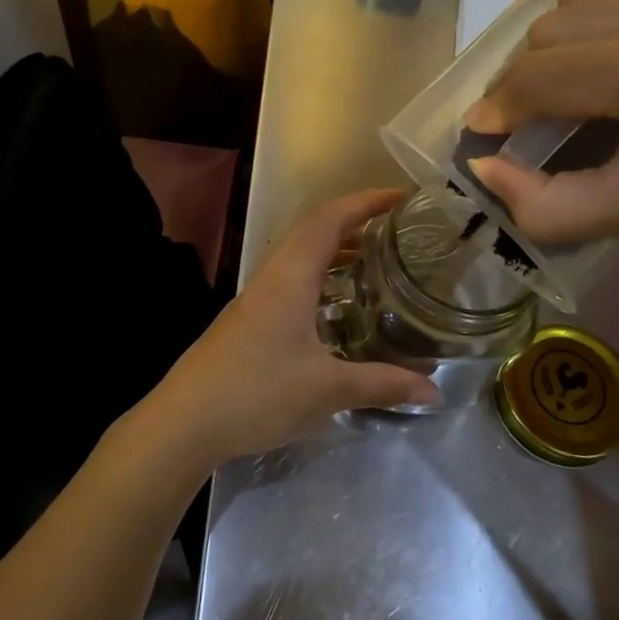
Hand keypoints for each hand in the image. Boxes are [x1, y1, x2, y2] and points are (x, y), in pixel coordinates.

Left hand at [130, 190, 442, 473]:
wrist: (185, 421)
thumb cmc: (256, 393)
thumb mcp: (327, 390)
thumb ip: (382, 385)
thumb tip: (434, 391)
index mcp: (290, 276)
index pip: (330, 219)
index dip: (366, 201)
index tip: (401, 198)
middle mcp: (272, 276)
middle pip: (314, 229)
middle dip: (354, 220)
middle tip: (395, 229)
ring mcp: (256, 296)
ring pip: (300, 254)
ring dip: (335, 248)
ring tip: (374, 261)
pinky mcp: (249, 318)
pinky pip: (291, 279)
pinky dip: (320, 276)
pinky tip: (337, 307)